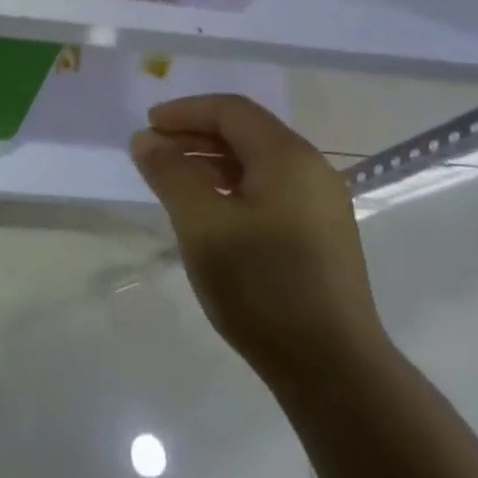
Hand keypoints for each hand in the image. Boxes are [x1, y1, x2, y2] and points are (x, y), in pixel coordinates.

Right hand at [129, 94, 387, 389]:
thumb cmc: (261, 285)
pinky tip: (208, 213)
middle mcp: (310, 170)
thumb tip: (146, 139)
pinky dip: (231, 187)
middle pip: (246, 132)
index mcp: (288, 157)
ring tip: (172, 181)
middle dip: (194, 135)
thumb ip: (170, 174)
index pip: (231, 110)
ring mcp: (320, 204)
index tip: (146, 127)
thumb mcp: (202, 225)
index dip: (184, 112)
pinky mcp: (319, 234)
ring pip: (257, 163)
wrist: (331, 366)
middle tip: (152, 153)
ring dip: (210, 162)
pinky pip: (269, 190)